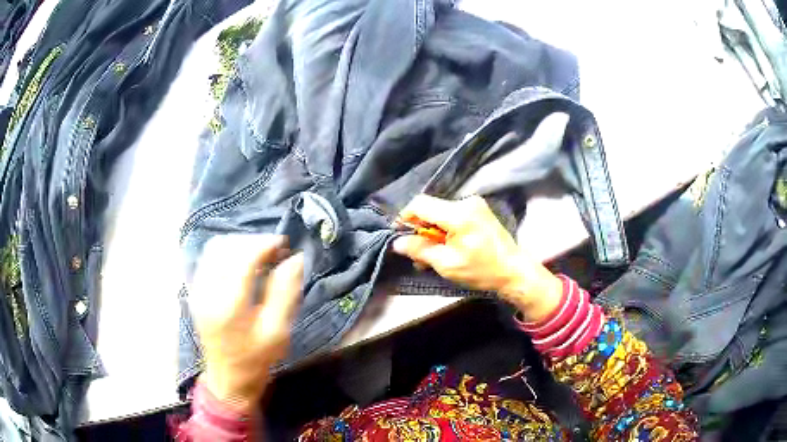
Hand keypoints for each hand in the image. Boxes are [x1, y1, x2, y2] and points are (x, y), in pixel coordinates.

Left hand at [188, 234, 303, 412]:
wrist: (228, 377)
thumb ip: (285, 292)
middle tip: (274, 250)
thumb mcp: (277, 331)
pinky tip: (242, 261)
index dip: (264, 244)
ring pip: (214, 248)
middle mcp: (207, 292)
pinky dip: (227, 251)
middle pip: (226, 247)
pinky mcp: (195, 291)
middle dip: (253, 241)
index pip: (243, 259)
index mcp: (229, 306)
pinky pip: (208, 258)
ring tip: (259, 253)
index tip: (284, 244)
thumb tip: (295, 259)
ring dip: (239, 244)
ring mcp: (198, 290)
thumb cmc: (256, 358)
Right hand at [392, 195, 561, 321]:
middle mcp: (467, 202)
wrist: (515, 271)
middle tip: (417, 252)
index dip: (405, 217)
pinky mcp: (479, 211)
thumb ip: (420, 250)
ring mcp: (475, 205)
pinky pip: (453, 215)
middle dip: (420, 228)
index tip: (400, 234)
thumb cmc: (482, 270)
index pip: (420, 203)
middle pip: (431, 208)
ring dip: (433, 231)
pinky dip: (445, 229)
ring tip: (432, 254)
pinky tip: (446, 247)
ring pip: (441, 212)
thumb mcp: (447, 264)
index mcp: (459, 214)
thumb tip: (397, 242)